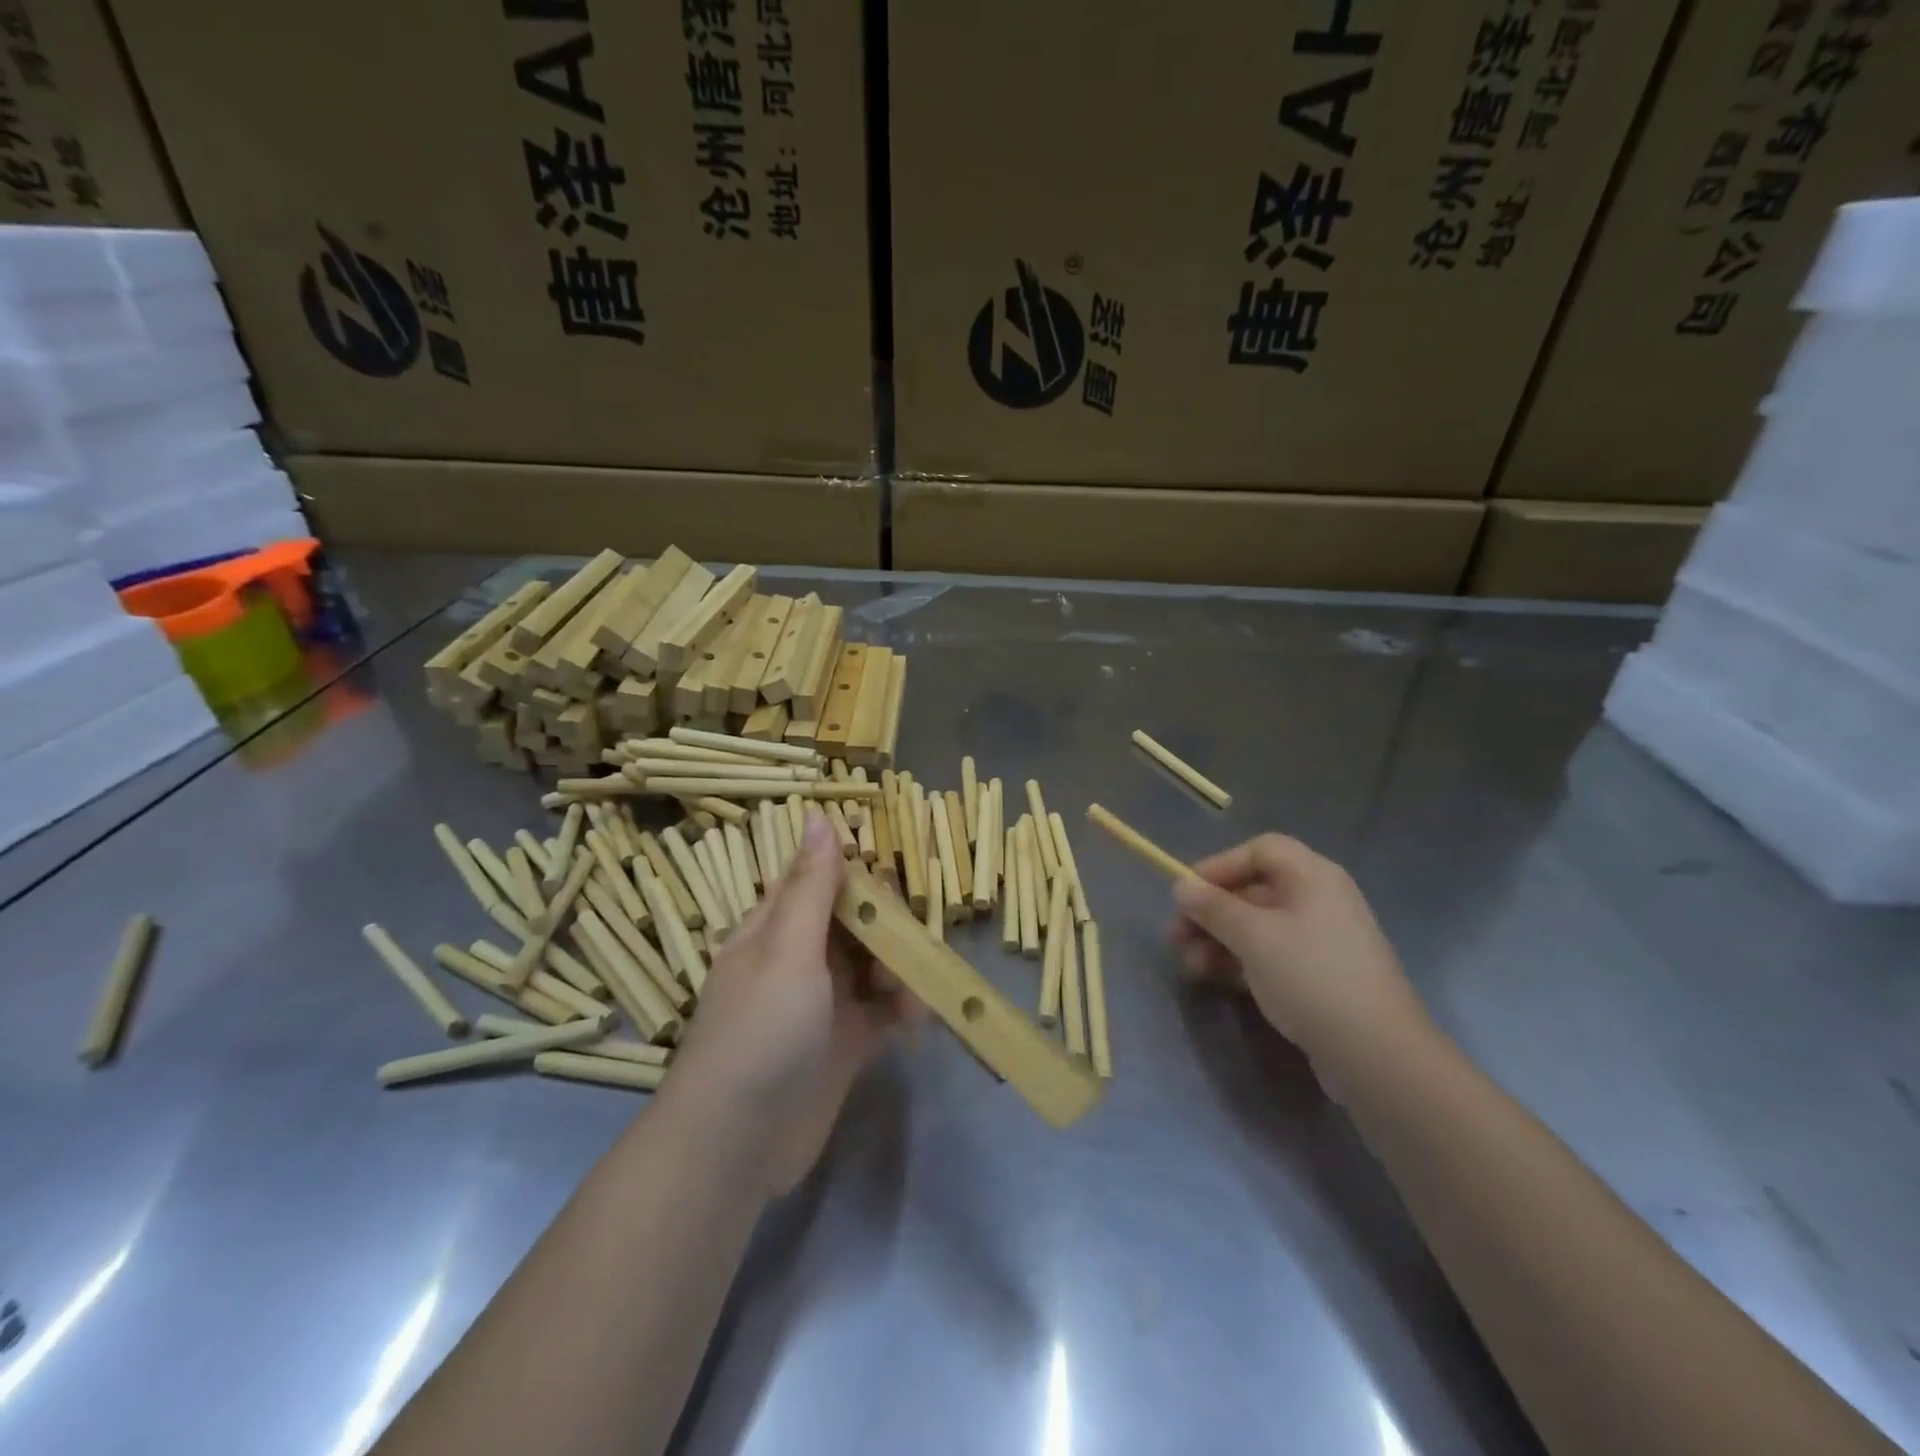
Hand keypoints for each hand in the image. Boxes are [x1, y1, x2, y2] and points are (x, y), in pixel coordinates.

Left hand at [665, 812, 914, 1192]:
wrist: (737, 1145)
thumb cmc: (760, 1032)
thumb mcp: (788, 950)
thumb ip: (812, 886)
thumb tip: (818, 815)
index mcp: (775, 929)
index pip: (819, 881)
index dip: (857, 875)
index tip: (894, 882)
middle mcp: (799, 959)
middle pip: (854, 923)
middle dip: (888, 928)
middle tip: (911, 944)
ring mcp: (822, 1002)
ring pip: (873, 965)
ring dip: (900, 971)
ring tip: (912, 998)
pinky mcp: (844, 1042)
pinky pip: (882, 1011)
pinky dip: (903, 1010)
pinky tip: (918, 1021)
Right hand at [1170, 833, 1429, 1080]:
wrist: (1376, 1053)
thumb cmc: (1310, 976)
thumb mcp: (1252, 936)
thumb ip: (1213, 907)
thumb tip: (1181, 886)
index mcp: (1312, 877)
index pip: (1260, 850)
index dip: (1220, 865)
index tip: (1188, 892)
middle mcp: (1320, 900)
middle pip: (1255, 890)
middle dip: (1211, 911)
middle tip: (1175, 936)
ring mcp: (1322, 940)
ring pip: (1259, 926)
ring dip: (1219, 939)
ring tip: (1189, 964)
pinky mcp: (1320, 975)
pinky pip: (1272, 954)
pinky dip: (1241, 960)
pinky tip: (1214, 978)